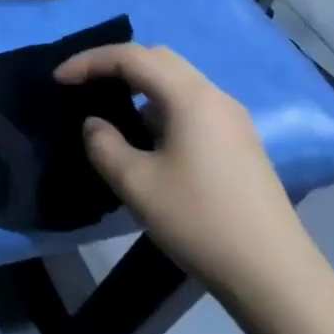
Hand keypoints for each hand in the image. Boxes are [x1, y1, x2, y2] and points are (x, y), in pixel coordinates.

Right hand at [54, 43, 317, 302]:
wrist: (275, 275)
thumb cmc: (200, 221)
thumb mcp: (136, 184)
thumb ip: (103, 145)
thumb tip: (95, 124)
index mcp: (190, 97)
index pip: (131, 57)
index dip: (89, 61)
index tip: (58, 80)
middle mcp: (214, 97)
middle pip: (157, 58)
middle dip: (114, 64)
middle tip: (82, 85)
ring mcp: (232, 119)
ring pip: (176, 80)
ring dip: (138, 84)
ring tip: (108, 108)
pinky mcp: (238, 142)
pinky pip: (190, 104)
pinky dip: (158, 104)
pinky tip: (145, 136)